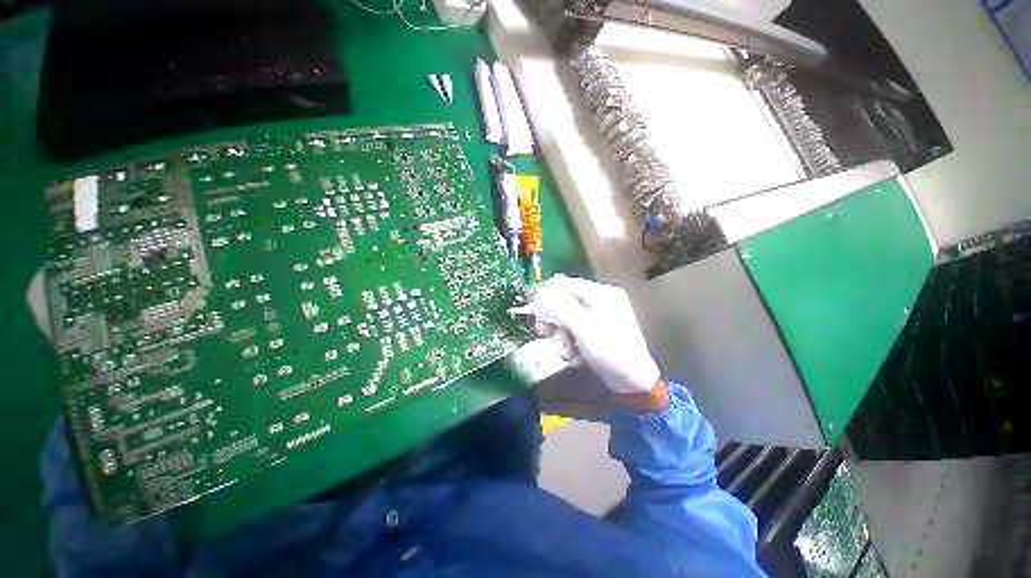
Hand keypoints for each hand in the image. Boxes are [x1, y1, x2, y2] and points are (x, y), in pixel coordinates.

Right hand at [512, 275, 660, 396]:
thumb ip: (559, 307)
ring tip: (567, 353)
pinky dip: (569, 342)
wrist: (633, 381)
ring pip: (565, 318)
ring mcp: (597, 316)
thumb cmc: (610, 351)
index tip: (532, 311)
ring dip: (560, 336)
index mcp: (600, 293)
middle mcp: (599, 300)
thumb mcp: (583, 327)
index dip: (546, 294)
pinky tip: (575, 355)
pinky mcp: (594, 331)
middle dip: (553, 321)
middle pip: (563, 301)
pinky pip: (572, 330)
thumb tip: (539, 293)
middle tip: (546, 334)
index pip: (565, 284)